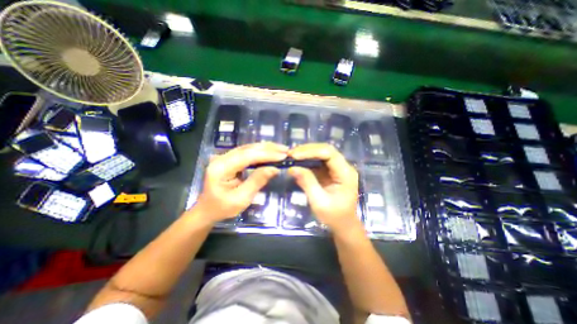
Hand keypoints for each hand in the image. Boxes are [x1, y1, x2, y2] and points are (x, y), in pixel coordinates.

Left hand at [193, 144, 287, 223]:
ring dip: (266, 148)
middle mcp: (221, 158)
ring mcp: (225, 157)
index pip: (247, 156)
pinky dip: (260, 151)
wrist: (207, 210)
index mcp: (221, 168)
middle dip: (268, 148)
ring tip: (281, 149)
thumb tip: (274, 169)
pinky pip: (247, 152)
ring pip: (248, 147)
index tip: (283, 156)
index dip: (266, 155)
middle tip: (285, 150)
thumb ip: (257, 181)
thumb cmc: (223, 208)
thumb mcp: (241, 199)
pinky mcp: (229, 159)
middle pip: (248, 148)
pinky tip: (270, 151)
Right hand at [288, 144, 359, 235]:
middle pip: (326, 150)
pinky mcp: (331, 172)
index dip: (311, 151)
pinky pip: (319, 161)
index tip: (294, 155)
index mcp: (345, 173)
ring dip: (306, 154)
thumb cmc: (334, 216)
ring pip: (322, 153)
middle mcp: (343, 167)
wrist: (343, 225)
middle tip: (290, 154)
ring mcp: (337, 168)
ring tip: (292, 156)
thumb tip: (292, 168)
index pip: (329, 153)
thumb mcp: (319, 202)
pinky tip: (298, 162)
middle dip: (307, 150)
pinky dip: (307, 160)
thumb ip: (307, 183)